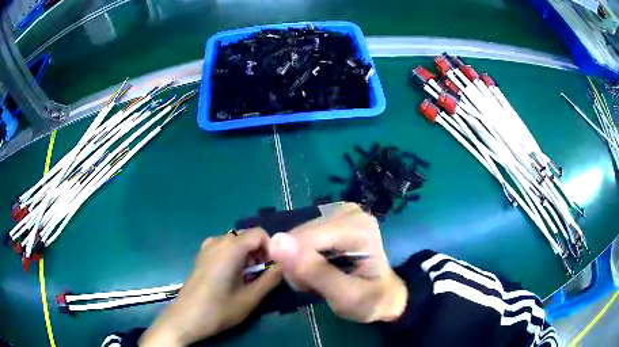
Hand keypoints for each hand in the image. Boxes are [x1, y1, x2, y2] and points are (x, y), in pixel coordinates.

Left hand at [140, 228, 281, 346]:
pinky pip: (224, 248)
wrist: (187, 317)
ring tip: (248, 279)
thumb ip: (271, 279)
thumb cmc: (219, 309)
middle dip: (260, 253)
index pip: (259, 234)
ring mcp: (207, 247)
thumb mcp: (251, 298)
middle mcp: (218, 240)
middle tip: (262, 276)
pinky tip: (232, 277)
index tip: (273, 268)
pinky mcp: (202, 255)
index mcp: (231, 247)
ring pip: (236, 242)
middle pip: (247, 237)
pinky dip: (235, 257)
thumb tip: (284, 266)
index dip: (271, 248)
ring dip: (248, 256)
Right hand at [269, 202, 406, 322]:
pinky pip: (300, 238)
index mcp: (357, 227)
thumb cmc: (371, 300)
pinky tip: (317, 268)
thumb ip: (314, 271)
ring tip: (319, 279)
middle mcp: (348, 212)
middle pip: (298, 237)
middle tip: (316, 286)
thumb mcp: (346, 296)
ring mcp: (339, 212)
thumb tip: (276, 241)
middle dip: (298, 266)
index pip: (304, 240)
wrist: (384, 296)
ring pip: (295, 238)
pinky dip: (302, 257)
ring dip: (299, 264)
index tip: (310, 288)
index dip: (298, 268)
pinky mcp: (330, 219)